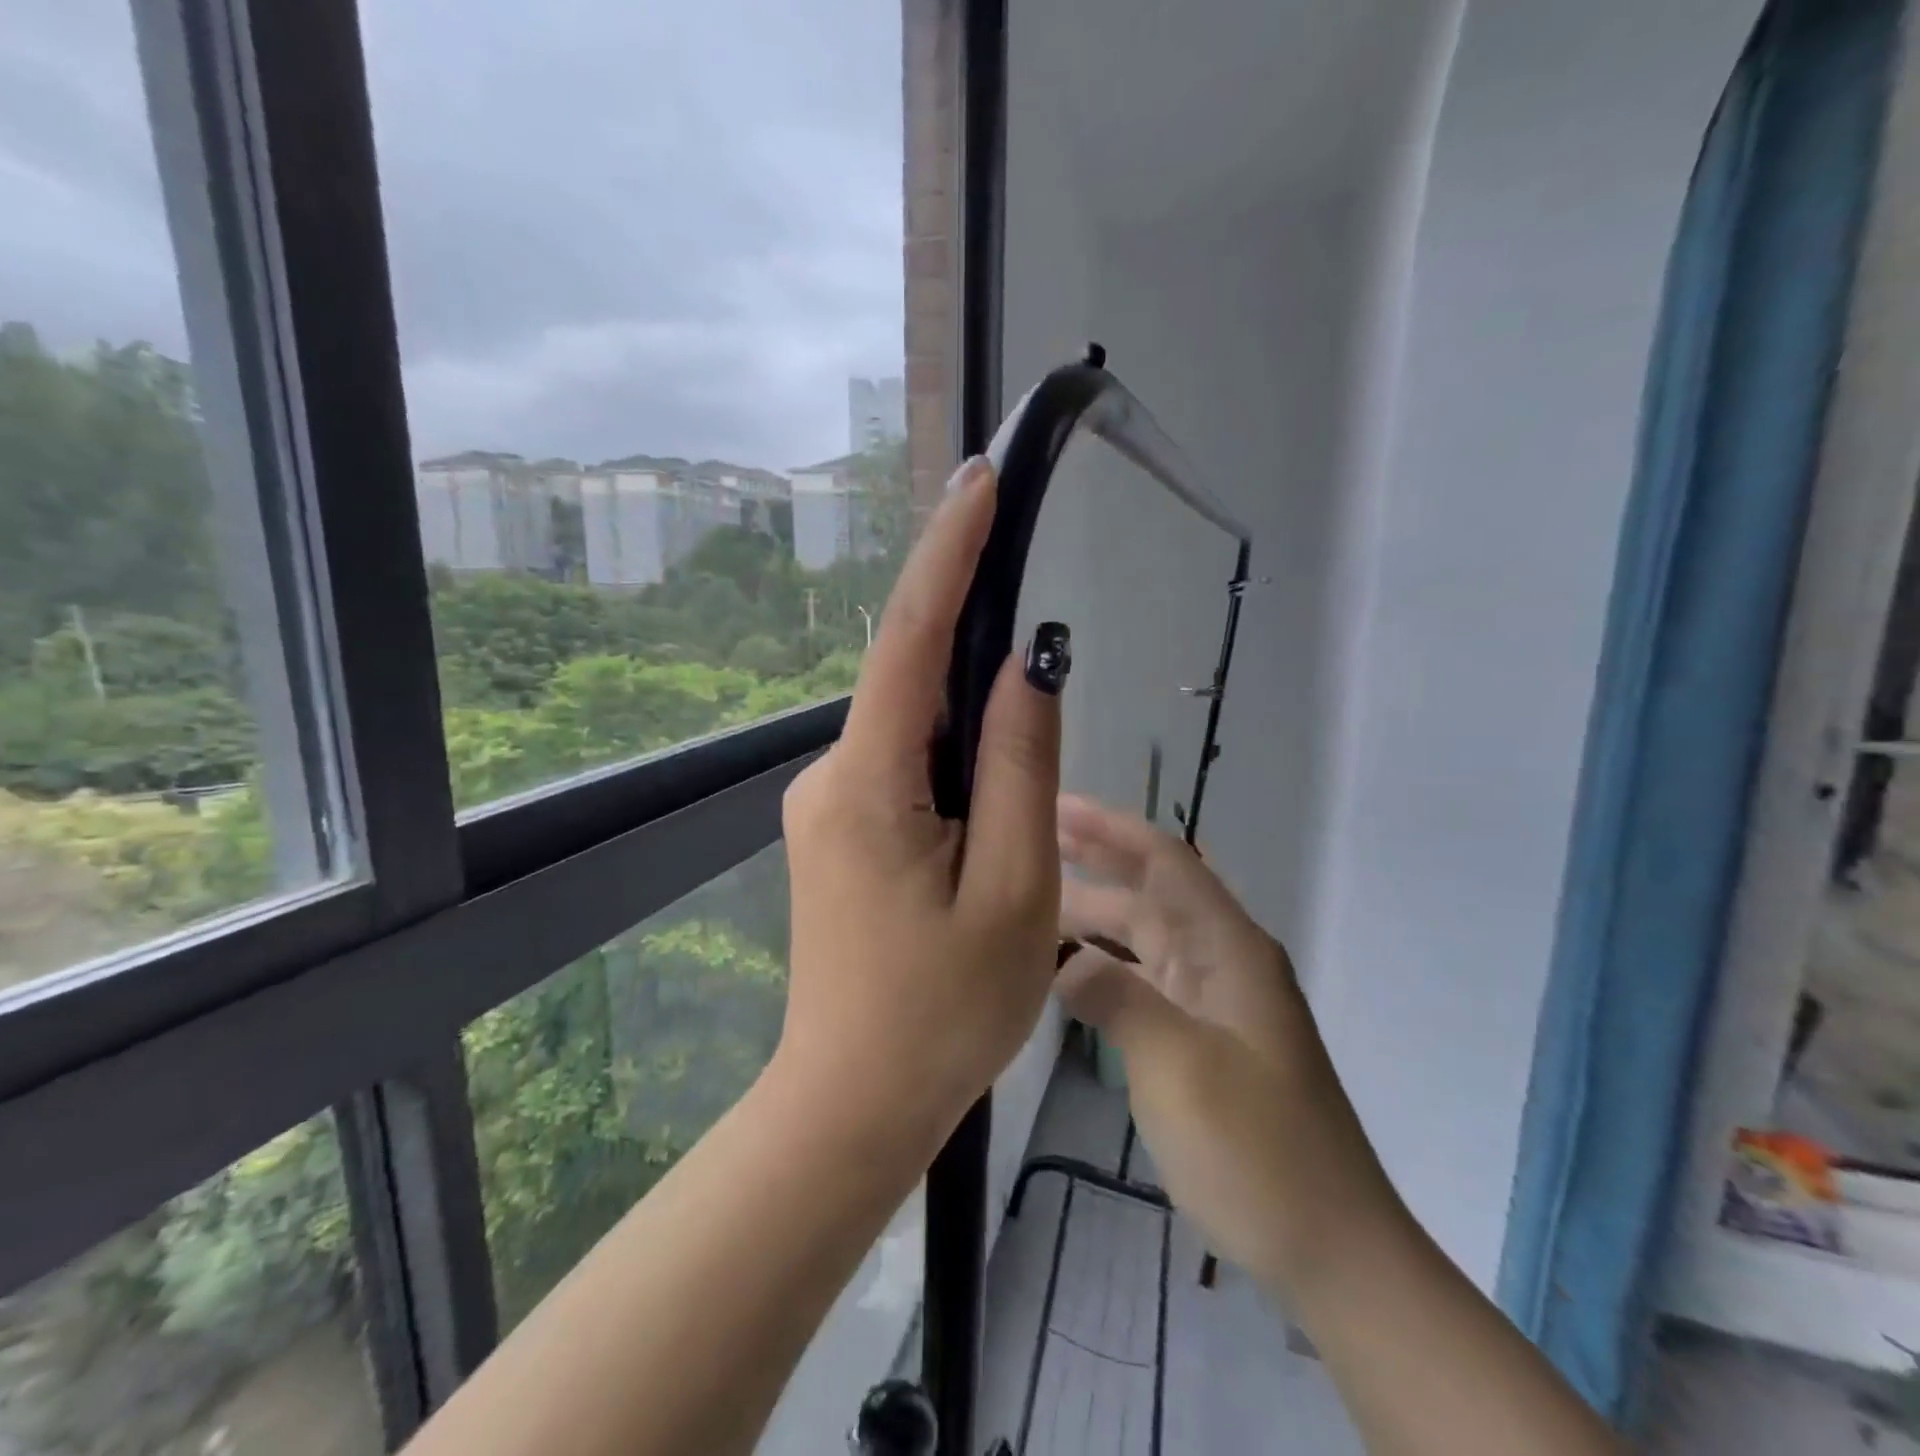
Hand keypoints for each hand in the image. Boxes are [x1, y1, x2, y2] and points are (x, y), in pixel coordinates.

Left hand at [777, 457, 1066, 1155]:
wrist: (855, 1102)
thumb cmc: (943, 1014)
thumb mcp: (1015, 890)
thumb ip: (1023, 767)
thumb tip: (1030, 665)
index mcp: (868, 783)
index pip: (909, 638)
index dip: (948, 553)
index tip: (980, 481)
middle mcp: (833, 775)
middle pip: (918, 687)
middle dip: (982, 668)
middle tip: (1041, 696)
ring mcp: (829, 803)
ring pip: (918, 733)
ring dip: (976, 737)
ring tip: (1012, 816)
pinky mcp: (840, 829)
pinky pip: (907, 769)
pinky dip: (956, 769)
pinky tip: (985, 826)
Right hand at [1056, 797, 1403, 1296]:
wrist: (1331, 1247)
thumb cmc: (1259, 1150)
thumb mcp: (1180, 1067)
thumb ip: (1119, 998)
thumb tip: (1065, 960)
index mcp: (1229, 948)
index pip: (1166, 860)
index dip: (1111, 827)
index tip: (1055, 805)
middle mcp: (1223, 959)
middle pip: (1153, 889)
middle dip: (1097, 858)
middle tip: (1030, 838)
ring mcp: (1214, 1000)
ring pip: (1146, 934)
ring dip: (1095, 912)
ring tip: (1033, 899)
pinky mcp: (1204, 1037)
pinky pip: (1146, 978)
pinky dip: (1106, 963)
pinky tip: (1068, 969)